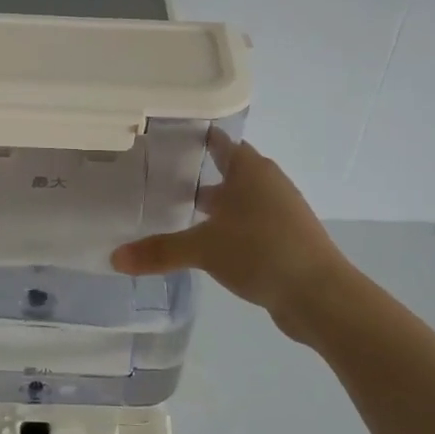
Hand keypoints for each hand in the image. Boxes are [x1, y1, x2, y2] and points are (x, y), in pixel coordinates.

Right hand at [111, 134, 348, 327]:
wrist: (320, 294)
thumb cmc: (260, 252)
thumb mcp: (203, 249)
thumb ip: (159, 251)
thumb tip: (114, 258)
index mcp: (249, 170)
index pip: (220, 142)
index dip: (197, 138)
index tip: (168, 138)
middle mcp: (268, 182)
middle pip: (231, 170)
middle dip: (201, 173)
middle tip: (163, 177)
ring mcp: (282, 210)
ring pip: (242, 198)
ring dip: (218, 203)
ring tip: (181, 212)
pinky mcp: (288, 238)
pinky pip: (252, 223)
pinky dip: (231, 227)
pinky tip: (211, 244)